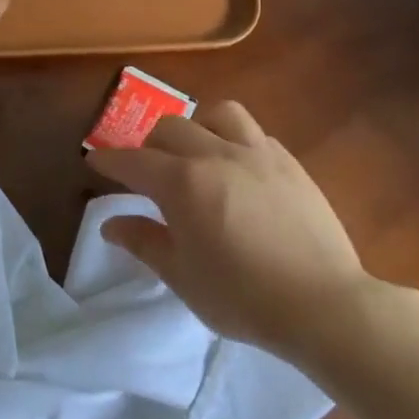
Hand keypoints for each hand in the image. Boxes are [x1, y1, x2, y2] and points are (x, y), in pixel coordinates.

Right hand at [87, 102, 390, 363]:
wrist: (322, 304)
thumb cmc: (241, 297)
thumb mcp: (182, 276)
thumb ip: (144, 242)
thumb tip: (111, 224)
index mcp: (183, 183)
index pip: (134, 161)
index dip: (110, 160)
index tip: (95, 162)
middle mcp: (216, 155)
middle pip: (171, 128)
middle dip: (150, 145)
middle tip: (146, 172)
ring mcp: (258, 154)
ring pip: (218, 113)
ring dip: (197, 126)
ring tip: (196, 152)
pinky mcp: (290, 163)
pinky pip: (254, 132)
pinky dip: (234, 140)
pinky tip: (237, 168)